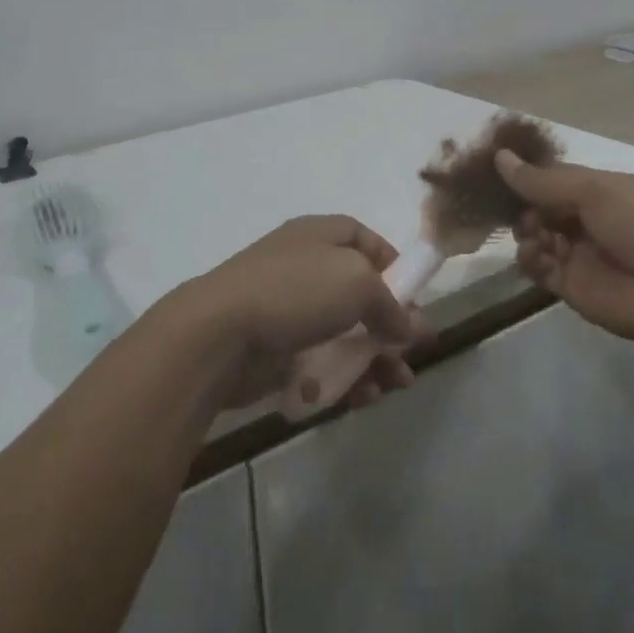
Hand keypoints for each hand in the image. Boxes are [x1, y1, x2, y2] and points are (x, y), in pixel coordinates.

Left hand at [175, 216, 420, 410]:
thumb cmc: (295, 292)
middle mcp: (304, 266)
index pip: (363, 239)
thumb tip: (407, 328)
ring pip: (341, 332)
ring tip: (394, 386)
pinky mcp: (274, 348)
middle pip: (358, 292)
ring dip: (373, 358)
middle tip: (410, 354)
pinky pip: (318, 361)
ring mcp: (287, 309)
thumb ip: (390, 305)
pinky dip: (342, 378)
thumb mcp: (358, 284)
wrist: (219, 335)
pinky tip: (359, 398)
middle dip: (389, 324)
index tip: (414, 297)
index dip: (392, 264)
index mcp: (319, 235)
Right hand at [495, 152, 633, 346]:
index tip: (496, 171)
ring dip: (527, 232)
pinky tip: (535, 254)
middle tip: (517, 209)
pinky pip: (538, 267)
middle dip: (523, 206)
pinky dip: (530, 259)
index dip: (527, 175)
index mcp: (600, 191)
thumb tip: (499, 157)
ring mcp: (577, 253)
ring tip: (533, 234)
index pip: (554, 178)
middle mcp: (587, 220)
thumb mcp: (592, 191)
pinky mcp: (569, 285)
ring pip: (535, 236)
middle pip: (540, 207)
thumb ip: (542, 180)